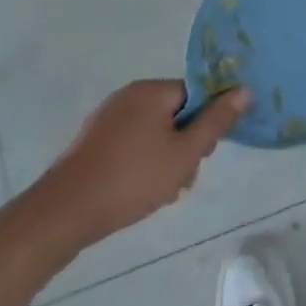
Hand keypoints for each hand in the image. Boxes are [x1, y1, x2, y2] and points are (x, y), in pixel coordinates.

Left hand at [27, 81, 249, 253]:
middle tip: (183, 176)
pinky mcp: (91, 144)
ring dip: (166, 158)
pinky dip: (142, 163)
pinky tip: (140, 192)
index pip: (196, 94)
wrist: (61, 216)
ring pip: (154, 132)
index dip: (206, 122)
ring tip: (162, 191)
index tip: (204, 152)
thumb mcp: (185, 153)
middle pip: (176, 113)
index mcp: (151, 91)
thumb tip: (244, 89)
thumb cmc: (131, 180)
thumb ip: (217, 121)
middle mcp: (127, 96)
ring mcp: (106, 120)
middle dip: (186, 144)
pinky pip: (131, 144)